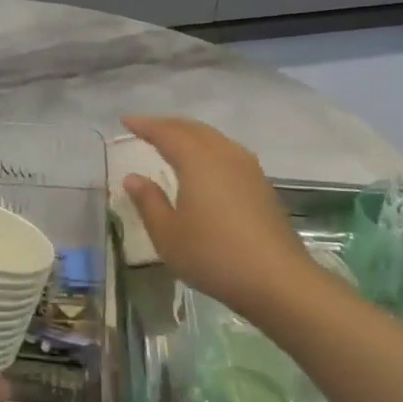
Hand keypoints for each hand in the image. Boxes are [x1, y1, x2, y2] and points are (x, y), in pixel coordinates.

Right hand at [120, 115, 321, 316]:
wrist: (277, 280)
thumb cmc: (213, 255)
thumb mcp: (167, 233)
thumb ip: (148, 201)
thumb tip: (133, 178)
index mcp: (198, 161)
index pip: (167, 133)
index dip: (145, 125)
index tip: (125, 120)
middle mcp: (225, 156)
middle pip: (193, 129)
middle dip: (167, 125)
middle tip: (145, 128)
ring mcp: (248, 169)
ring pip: (214, 139)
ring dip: (189, 135)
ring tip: (172, 141)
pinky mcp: (261, 186)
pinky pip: (227, 152)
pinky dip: (207, 149)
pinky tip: (203, 165)